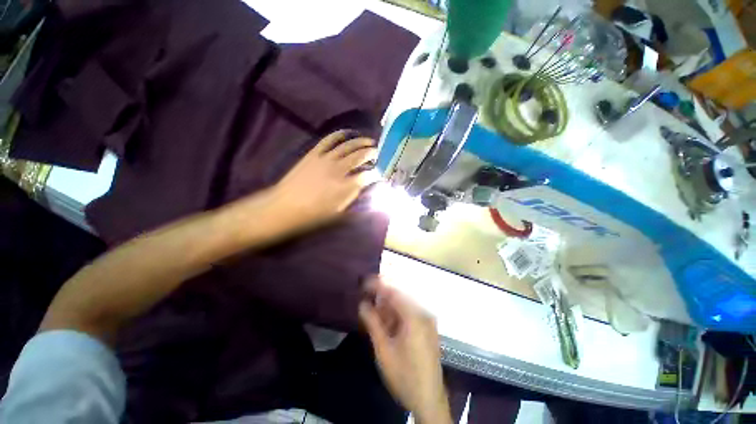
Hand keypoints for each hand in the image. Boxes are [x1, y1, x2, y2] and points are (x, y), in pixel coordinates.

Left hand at [271, 130, 379, 230]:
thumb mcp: (338, 212)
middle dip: (373, 153)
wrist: (285, 207)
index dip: (377, 173)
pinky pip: (329, 139)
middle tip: (379, 153)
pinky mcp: (314, 153)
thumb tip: (364, 186)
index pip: (368, 176)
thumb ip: (354, 197)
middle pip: (360, 156)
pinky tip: (348, 133)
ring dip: (361, 142)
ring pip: (348, 145)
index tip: (380, 172)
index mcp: (345, 186)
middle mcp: (338, 169)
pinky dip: (340, 134)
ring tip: (369, 141)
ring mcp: (325, 158)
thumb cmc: (313, 214)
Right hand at [359, 277, 451, 423]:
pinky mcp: (427, 328)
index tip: (364, 282)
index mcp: (414, 316)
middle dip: (382, 295)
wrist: (428, 399)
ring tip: (374, 309)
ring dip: (388, 306)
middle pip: (400, 296)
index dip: (378, 285)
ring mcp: (427, 321)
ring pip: (404, 305)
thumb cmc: (404, 375)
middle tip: (367, 296)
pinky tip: (386, 320)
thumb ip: (373, 322)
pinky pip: (409, 313)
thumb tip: (362, 304)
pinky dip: (396, 314)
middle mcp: (423, 313)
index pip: (393, 292)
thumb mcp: (383, 350)